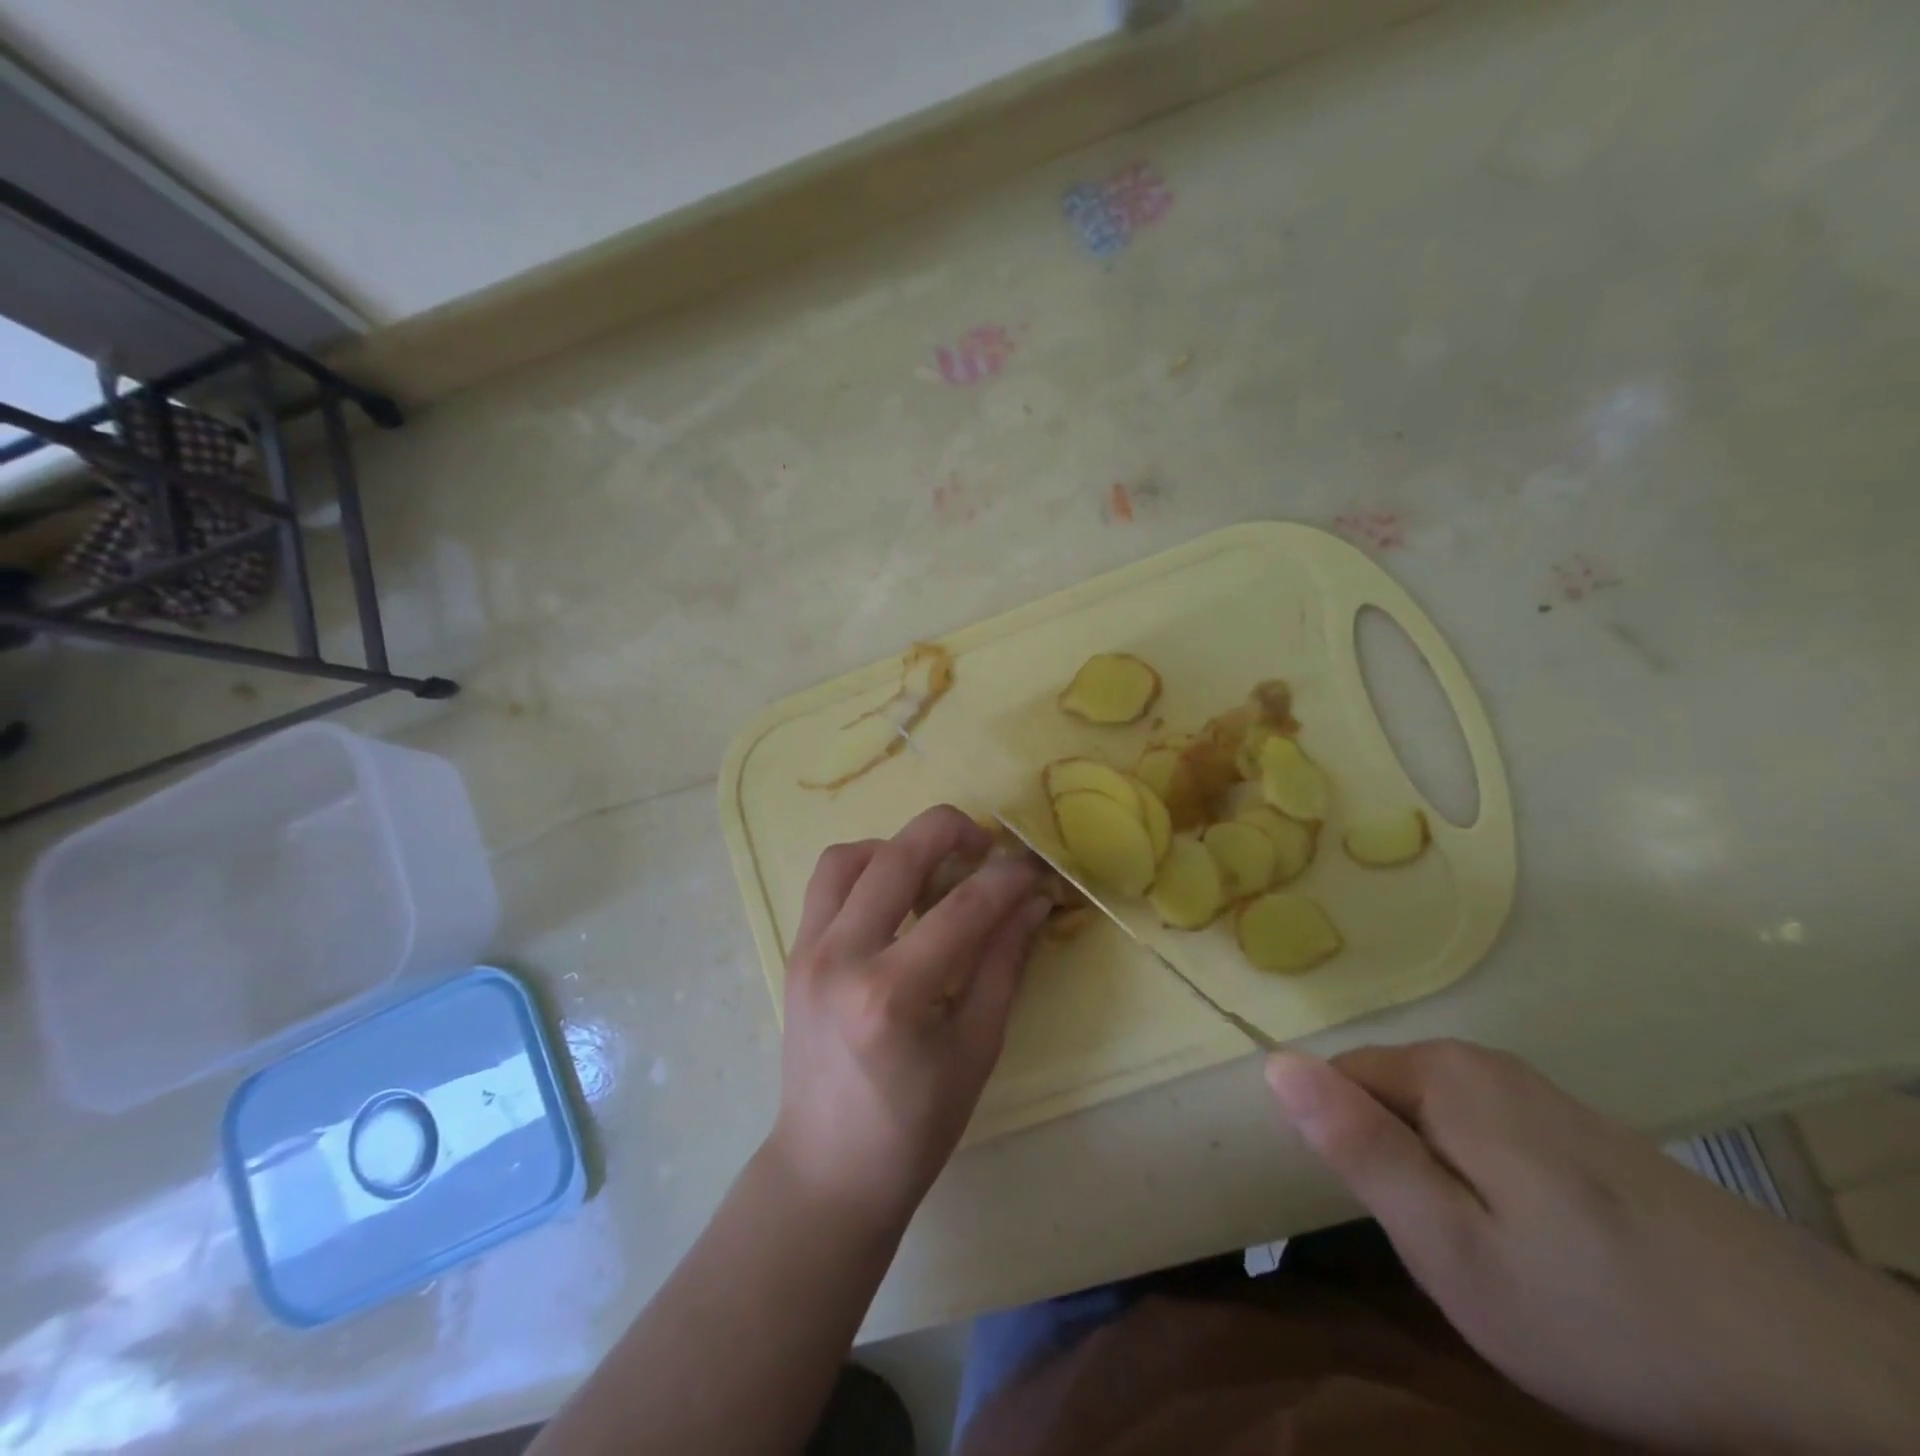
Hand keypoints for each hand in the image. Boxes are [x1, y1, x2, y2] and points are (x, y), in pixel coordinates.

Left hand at [769, 805, 1050, 1230]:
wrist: (828, 1169)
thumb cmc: (915, 1126)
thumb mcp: (977, 1048)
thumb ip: (1005, 963)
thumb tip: (1032, 900)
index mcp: (892, 995)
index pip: (963, 907)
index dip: (1007, 878)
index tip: (1033, 869)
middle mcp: (842, 958)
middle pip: (898, 856)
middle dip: (951, 831)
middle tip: (985, 844)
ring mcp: (808, 951)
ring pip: (850, 856)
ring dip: (899, 845)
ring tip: (934, 867)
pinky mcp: (794, 952)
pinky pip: (827, 883)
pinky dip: (865, 867)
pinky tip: (895, 893)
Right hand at [1266, 1040, 1919, 1454]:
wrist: (1824, 1376)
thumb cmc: (1601, 1311)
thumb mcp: (1450, 1247)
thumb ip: (1357, 1147)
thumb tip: (1273, 1061)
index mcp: (1444, 1074)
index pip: (1337, 1078)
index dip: (1343, 1147)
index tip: (1381, 1219)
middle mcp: (1486, 1063)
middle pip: (1389, 1097)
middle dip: (1393, 1165)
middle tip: (1441, 1252)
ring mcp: (1541, 1095)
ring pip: (1438, 1121)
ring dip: (1438, 1180)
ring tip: (1489, 1258)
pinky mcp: (1582, 1132)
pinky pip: (1489, 1138)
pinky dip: (1486, 1186)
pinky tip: (1542, 1252)